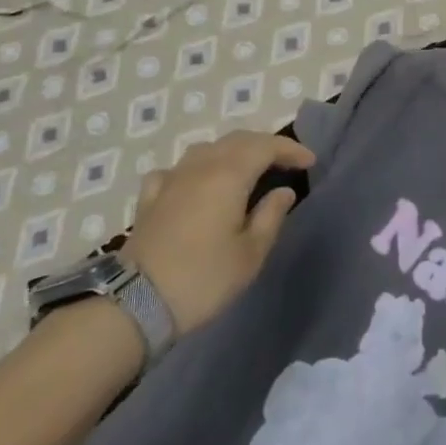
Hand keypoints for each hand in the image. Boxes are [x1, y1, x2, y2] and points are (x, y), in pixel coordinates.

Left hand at [120, 132, 314, 333]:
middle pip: (237, 140)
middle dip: (264, 145)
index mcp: (229, 175)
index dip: (290, 149)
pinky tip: (195, 183)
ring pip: (206, 149)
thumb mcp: (250, 254)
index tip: (310, 162)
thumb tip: (283, 191)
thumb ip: (271, 216)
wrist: (135, 304)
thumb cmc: (204, 279)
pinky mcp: (150, 197)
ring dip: (232, 151)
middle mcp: (199, 166)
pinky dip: (195, 168)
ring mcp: (171, 179)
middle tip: (284, 162)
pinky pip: (177, 169)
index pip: (266, 146)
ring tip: (246, 169)